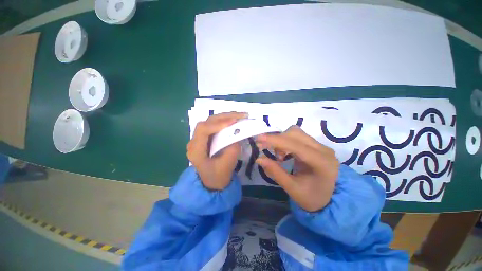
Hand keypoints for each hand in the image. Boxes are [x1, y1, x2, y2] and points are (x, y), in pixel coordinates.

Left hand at [187, 112, 246, 189]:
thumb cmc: (218, 176)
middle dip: (225, 117)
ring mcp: (198, 139)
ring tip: (240, 115)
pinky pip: (213, 126)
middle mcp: (194, 142)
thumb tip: (237, 130)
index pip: (203, 129)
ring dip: (225, 117)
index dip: (218, 124)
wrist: (211, 182)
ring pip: (210, 122)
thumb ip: (232, 146)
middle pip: (207, 122)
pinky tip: (233, 120)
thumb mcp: (228, 163)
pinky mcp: (204, 138)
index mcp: (196, 151)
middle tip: (241, 115)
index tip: (234, 122)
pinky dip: (224, 121)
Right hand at [256, 126, 339, 211]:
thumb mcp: (292, 188)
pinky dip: (286, 141)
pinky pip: (297, 137)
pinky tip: (284, 154)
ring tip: (278, 156)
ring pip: (296, 133)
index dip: (276, 140)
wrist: (329, 198)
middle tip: (263, 148)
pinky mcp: (316, 145)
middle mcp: (324, 150)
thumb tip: (259, 158)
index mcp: (322, 163)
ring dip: (281, 140)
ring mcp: (321, 146)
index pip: (296, 145)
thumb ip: (275, 172)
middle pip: (296, 134)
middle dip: (277, 139)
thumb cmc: (311, 197)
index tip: (259, 139)